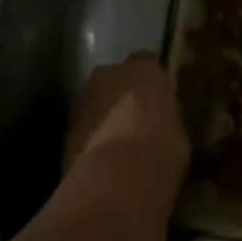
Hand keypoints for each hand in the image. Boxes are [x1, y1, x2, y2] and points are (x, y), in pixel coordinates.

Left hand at [63, 53, 190, 185]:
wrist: (116, 178)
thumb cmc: (161, 148)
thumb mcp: (176, 131)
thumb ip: (163, 117)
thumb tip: (159, 125)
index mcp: (144, 69)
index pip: (147, 62)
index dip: (150, 80)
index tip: (156, 97)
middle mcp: (109, 74)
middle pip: (115, 77)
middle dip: (122, 93)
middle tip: (135, 118)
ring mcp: (82, 99)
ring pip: (95, 101)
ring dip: (103, 115)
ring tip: (117, 142)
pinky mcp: (64, 128)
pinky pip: (83, 126)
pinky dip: (89, 136)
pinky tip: (102, 158)